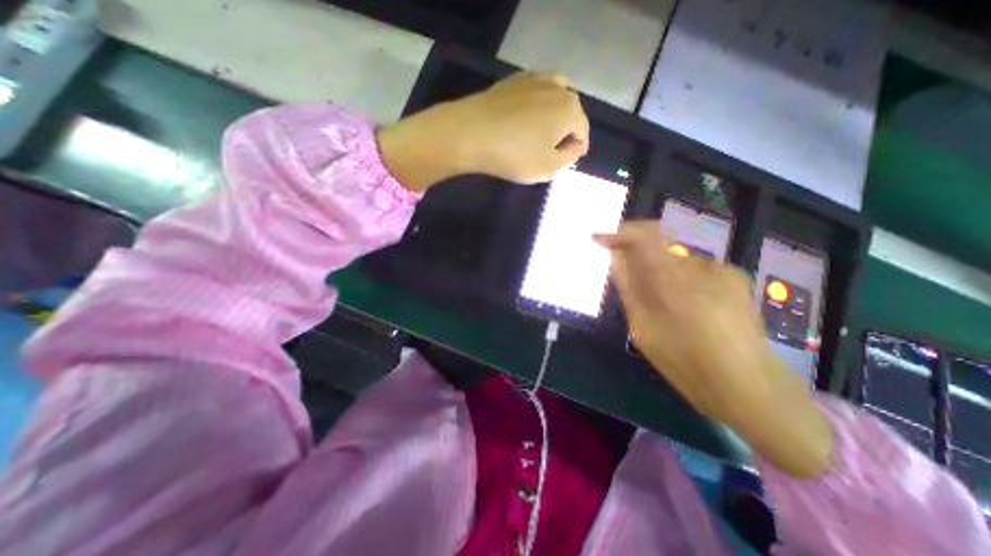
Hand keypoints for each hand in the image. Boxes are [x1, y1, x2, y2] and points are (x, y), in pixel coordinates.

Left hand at [376, 70, 582, 190]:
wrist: (470, 133)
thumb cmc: (514, 155)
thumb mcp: (548, 167)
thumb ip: (569, 158)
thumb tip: (576, 146)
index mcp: (570, 109)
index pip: (582, 131)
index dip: (576, 149)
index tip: (565, 161)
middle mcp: (557, 87)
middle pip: (570, 110)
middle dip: (566, 129)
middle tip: (553, 148)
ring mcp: (533, 79)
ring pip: (554, 95)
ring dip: (553, 113)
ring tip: (541, 132)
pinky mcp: (511, 80)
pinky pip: (533, 91)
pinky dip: (535, 104)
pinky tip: (524, 118)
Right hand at [595, 222, 833, 477]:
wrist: (748, 384)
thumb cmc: (685, 361)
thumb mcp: (643, 328)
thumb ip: (630, 289)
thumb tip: (618, 259)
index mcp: (671, 282)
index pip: (643, 237)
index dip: (619, 234)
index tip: (601, 240)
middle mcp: (698, 266)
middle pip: (657, 247)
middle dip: (640, 261)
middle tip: (637, 291)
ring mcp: (722, 270)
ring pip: (676, 261)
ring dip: (664, 276)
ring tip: (671, 310)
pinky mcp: (736, 277)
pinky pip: (696, 270)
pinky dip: (684, 282)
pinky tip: (694, 310)